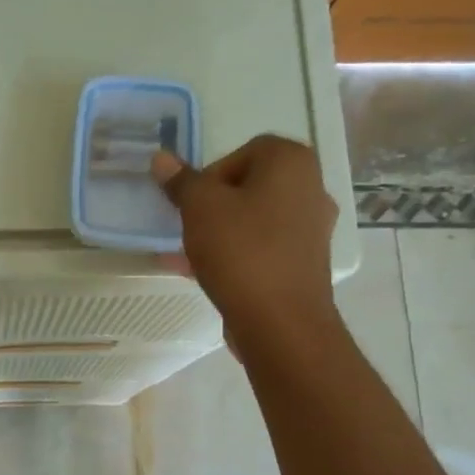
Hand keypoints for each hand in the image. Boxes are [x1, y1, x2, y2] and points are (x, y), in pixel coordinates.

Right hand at [152, 135, 338, 353]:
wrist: (281, 322)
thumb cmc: (241, 251)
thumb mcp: (199, 208)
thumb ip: (181, 181)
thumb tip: (161, 158)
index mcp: (291, 162)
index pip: (243, 151)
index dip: (211, 174)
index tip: (192, 202)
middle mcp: (311, 189)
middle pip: (250, 186)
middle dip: (214, 204)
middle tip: (190, 226)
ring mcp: (313, 229)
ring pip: (255, 219)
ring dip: (221, 231)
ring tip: (189, 254)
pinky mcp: (306, 263)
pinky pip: (263, 248)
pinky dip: (237, 254)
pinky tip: (204, 274)